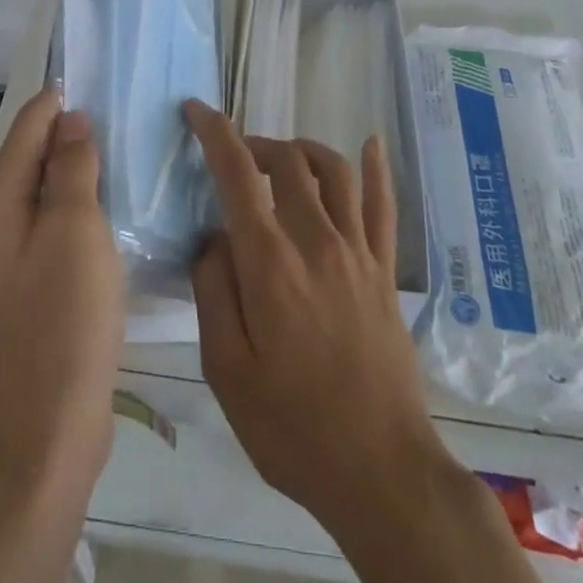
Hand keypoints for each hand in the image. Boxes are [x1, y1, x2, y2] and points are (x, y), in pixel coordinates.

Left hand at [0, 86, 124, 492]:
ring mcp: (19, 253)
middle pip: (37, 153)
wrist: (52, 426)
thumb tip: (71, 117)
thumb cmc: (64, 318)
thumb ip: (71, 166)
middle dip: (74, 128)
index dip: (62, 97)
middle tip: (124, 106)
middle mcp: (0, 220)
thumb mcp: (74, 228)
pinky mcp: (40, 280)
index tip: (102, 75)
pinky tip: (118, 200)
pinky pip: (62, 221)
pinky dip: (86, 202)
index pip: (29, 124)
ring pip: (52, 188)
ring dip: (83, 165)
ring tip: (127, 143)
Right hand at [186, 100, 449, 533]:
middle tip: (234, 156)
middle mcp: (317, 241)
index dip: (215, 133)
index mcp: (271, 263)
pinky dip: (377, 168)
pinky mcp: (386, 271)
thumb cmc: (292, 428)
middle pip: (288, 161)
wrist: (381, 472)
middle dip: (255, 144)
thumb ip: (213, 292)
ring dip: (303, 149)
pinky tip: (372, 143)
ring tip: (282, 157)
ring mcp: (358, 253)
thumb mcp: (226, 371)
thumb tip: (213, 238)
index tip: (196, 110)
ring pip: (335, 170)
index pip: (239, 174)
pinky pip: (384, 205)